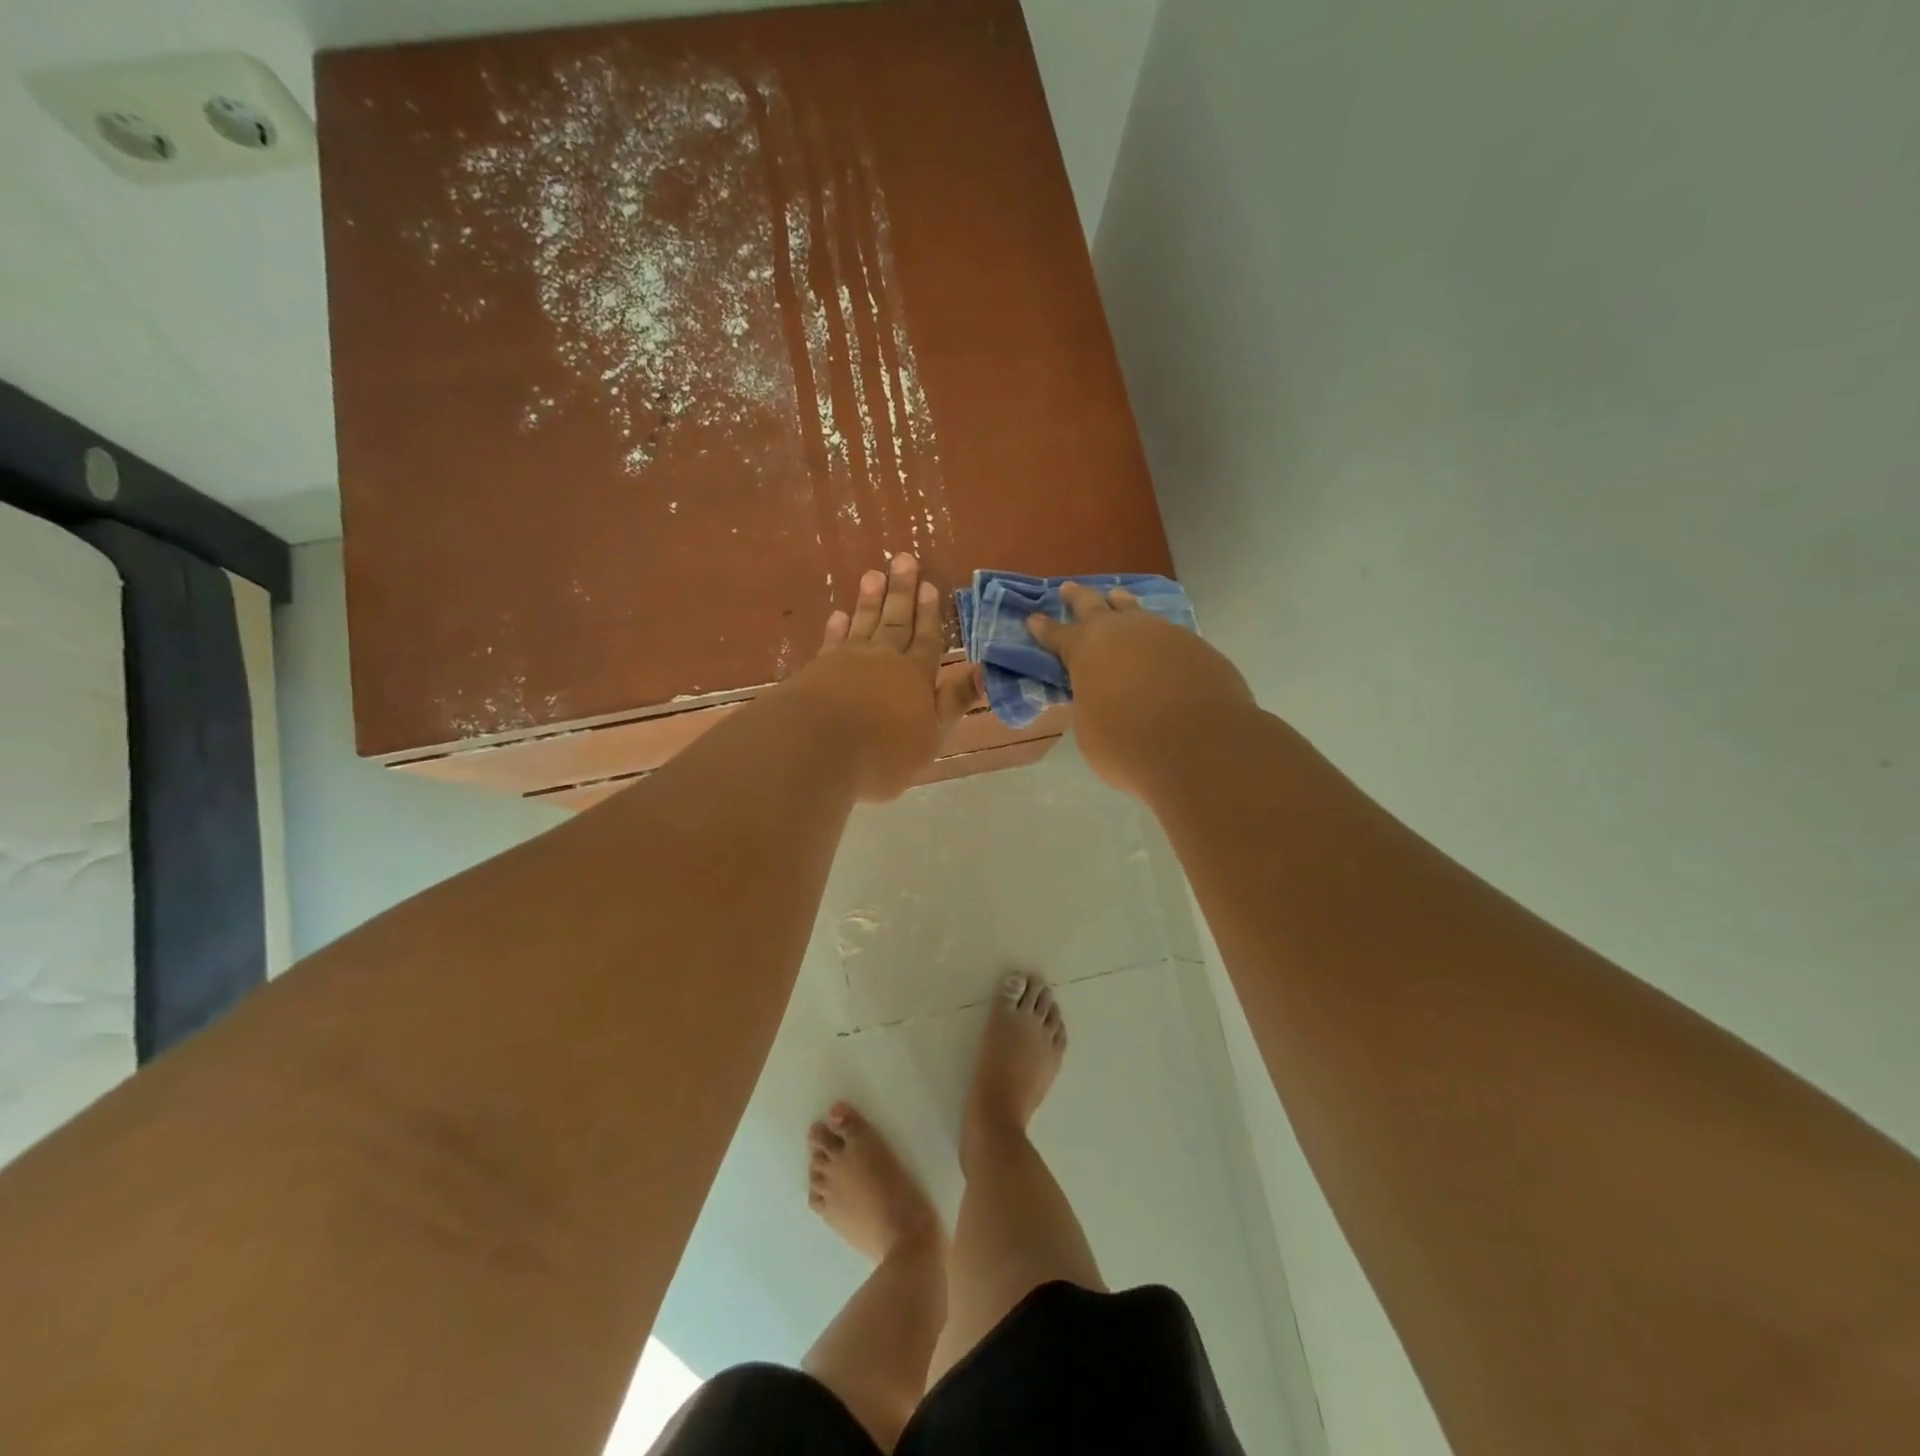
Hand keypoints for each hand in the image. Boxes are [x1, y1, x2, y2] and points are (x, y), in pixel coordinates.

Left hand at [787, 553, 982, 801]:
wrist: (818, 747)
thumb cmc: (883, 751)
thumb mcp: (931, 735)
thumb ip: (954, 701)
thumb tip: (985, 670)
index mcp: (916, 676)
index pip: (927, 639)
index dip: (930, 614)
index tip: (931, 586)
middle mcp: (884, 659)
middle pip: (896, 621)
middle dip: (902, 592)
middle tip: (904, 559)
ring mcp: (848, 660)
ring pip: (864, 622)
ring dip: (870, 599)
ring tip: (874, 574)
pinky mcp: (818, 668)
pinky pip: (832, 640)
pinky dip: (837, 627)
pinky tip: (839, 615)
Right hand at [1028, 583, 1254, 800]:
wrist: (1203, 747)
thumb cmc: (1130, 746)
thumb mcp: (1090, 731)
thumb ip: (1090, 704)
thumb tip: (1099, 696)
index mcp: (1086, 649)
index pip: (1057, 634)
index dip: (1043, 628)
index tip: (1034, 619)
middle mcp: (1123, 631)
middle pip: (1094, 605)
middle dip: (1078, 597)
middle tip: (1068, 588)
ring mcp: (1164, 633)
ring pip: (1136, 611)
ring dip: (1122, 606)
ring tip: (1117, 599)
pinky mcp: (1197, 646)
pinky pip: (1168, 634)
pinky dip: (1156, 638)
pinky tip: (1158, 646)